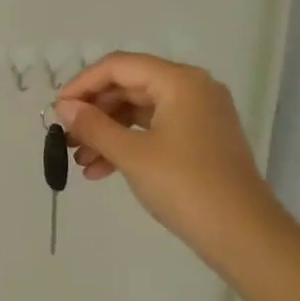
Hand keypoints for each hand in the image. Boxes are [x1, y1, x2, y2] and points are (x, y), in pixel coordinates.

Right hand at [53, 54, 286, 267]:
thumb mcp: (131, 154)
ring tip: (79, 161)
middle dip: (93, 112)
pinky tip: (100, 171)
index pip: (119, 66)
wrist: (242, 233)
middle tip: (65, 137)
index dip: (82, 84)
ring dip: (106, 132)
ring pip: (139, 111)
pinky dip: (126, 145)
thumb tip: (63, 106)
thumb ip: (93, 126)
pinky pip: (153, 130)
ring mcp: (198, 115)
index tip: (57, 110)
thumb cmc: (185, 186)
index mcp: (179, 82)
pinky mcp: (199, 140)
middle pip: (129, 86)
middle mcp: (192, 89)